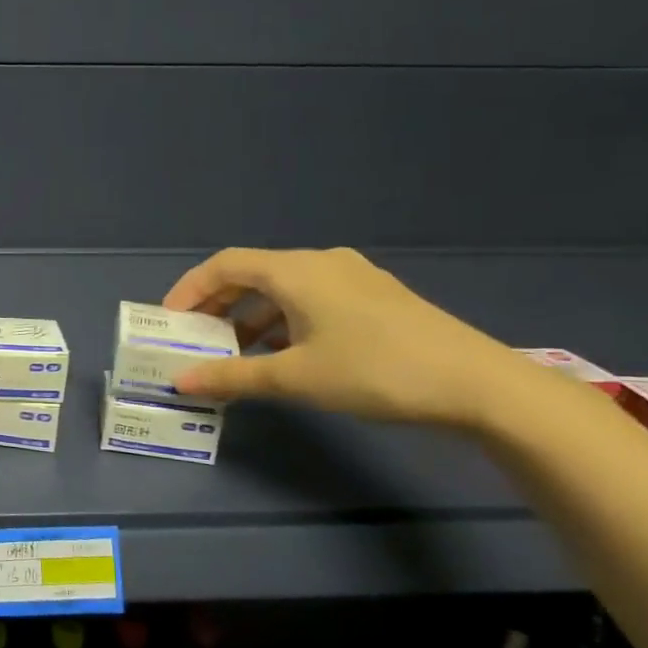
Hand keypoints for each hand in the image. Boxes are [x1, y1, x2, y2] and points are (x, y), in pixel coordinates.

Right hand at [162, 247, 531, 427]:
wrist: (478, 385)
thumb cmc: (374, 371)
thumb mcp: (295, 378)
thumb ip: (232, 377)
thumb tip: (180, 382)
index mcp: (296, 271)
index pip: (224, 265)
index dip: (190, 289)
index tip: (169, 320)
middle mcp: (321, 262)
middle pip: (252, 274)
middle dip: (218, 305)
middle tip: (195, 337)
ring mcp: (353, 277)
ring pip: (283, 288)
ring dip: (250, 316)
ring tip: (235, 352)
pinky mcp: (375, 297)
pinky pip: (310, 298)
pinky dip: (283, 319)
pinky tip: (283, 352)